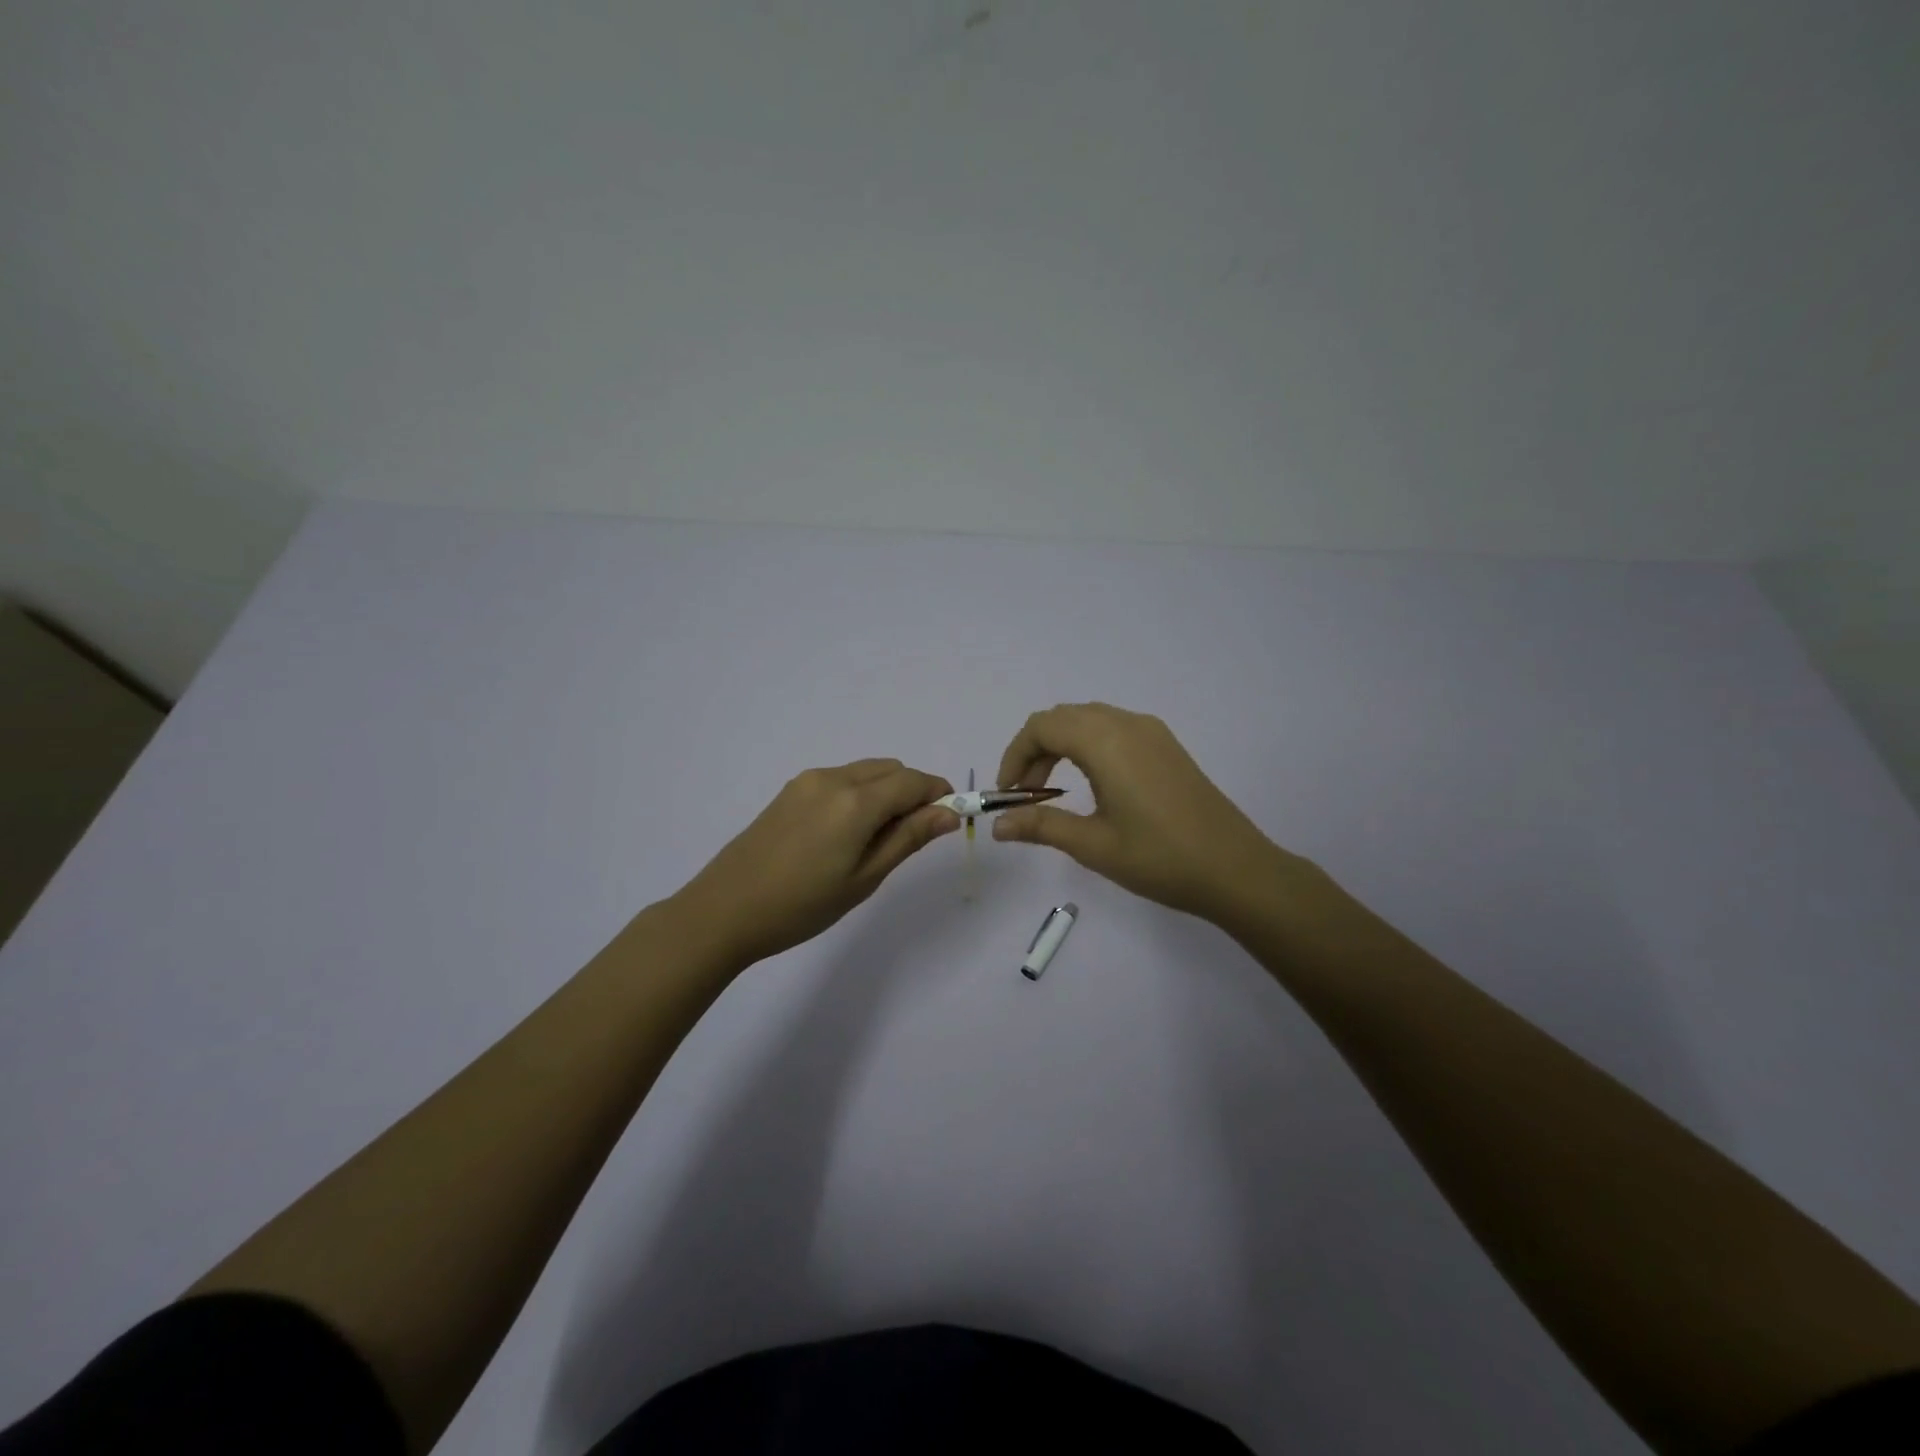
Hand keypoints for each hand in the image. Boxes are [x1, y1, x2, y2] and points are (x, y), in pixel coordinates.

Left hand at [671, 759, 959, 967]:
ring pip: (865, 772)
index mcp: (856, 800)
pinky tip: (846, 833)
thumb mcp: (864, 878)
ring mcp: (807, 781)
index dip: (939, 794)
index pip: (913, 781)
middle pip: (890, 769)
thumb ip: (908, 838)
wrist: (725, 910)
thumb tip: (948, 813)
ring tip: (877, 838)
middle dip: (913, 791)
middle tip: (913, 836)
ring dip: (885, 791)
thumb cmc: (802, 905)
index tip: (951, 818)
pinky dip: (859, 793)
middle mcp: (833, 778)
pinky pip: (840, 780)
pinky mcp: (789, 791)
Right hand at [992, 703, 1292, 924]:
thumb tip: (997, 826)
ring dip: (1061, 746)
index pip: (1042, 727)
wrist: (1236, 869)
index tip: (1007, 794)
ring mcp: (1151, 732)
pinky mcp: (1166, 746)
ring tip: (1052, 792)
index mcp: (1106, 741)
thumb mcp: (1093, 845)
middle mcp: (1127, 724)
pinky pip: (1113, 729)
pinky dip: (1087, 746)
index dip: (1015, 755)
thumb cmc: (1159, 858)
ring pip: (1088, 720)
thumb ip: (1041, 826)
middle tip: (1025, 796)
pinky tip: (1091, 784)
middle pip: (1063, 718)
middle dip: (1034, 751)